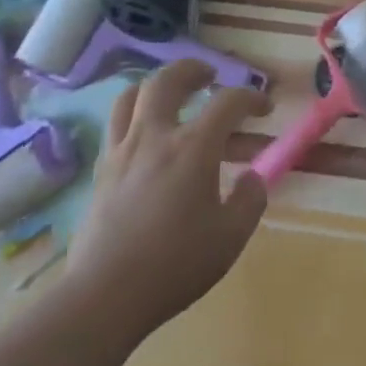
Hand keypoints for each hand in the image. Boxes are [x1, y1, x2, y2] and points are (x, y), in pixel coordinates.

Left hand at [63, 60, 269, 339]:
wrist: (104, 296)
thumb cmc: (175, 265)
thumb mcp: (231, 237)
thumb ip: (250, 199)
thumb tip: (251, 177)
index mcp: (193, 148)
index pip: (228, 102)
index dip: (252, 98)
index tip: (265, 108)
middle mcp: (154, 137)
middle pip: (168, 80)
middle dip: (192, 70)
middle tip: (209, 75)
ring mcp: (121, 152)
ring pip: (131, 95)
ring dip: (155, 86)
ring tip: (171, 95)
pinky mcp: (100, 172)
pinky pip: (115, 125)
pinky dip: (133, 115)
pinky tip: (146, 136)